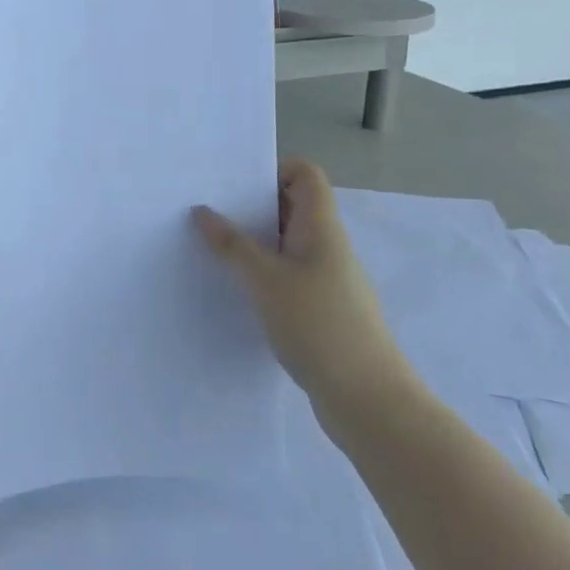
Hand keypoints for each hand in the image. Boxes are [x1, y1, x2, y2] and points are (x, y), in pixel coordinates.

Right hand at [194, 160, 417, 432]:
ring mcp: (326, 278)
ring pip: (286, 243)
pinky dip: (261, 273)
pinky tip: (234, 288)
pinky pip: (286, 274)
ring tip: (210, 246)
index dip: (273, 168)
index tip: (233, 182)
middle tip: (207, 209)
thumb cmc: (319, 325)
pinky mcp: (320, 308)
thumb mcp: (265, 281)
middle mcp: (326, 245)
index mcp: (320, 227)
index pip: (305, 174)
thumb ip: (231, 244)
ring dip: (253, 241)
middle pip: (291, 206)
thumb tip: (202, 211)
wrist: (368, 400)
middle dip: (251, 204)